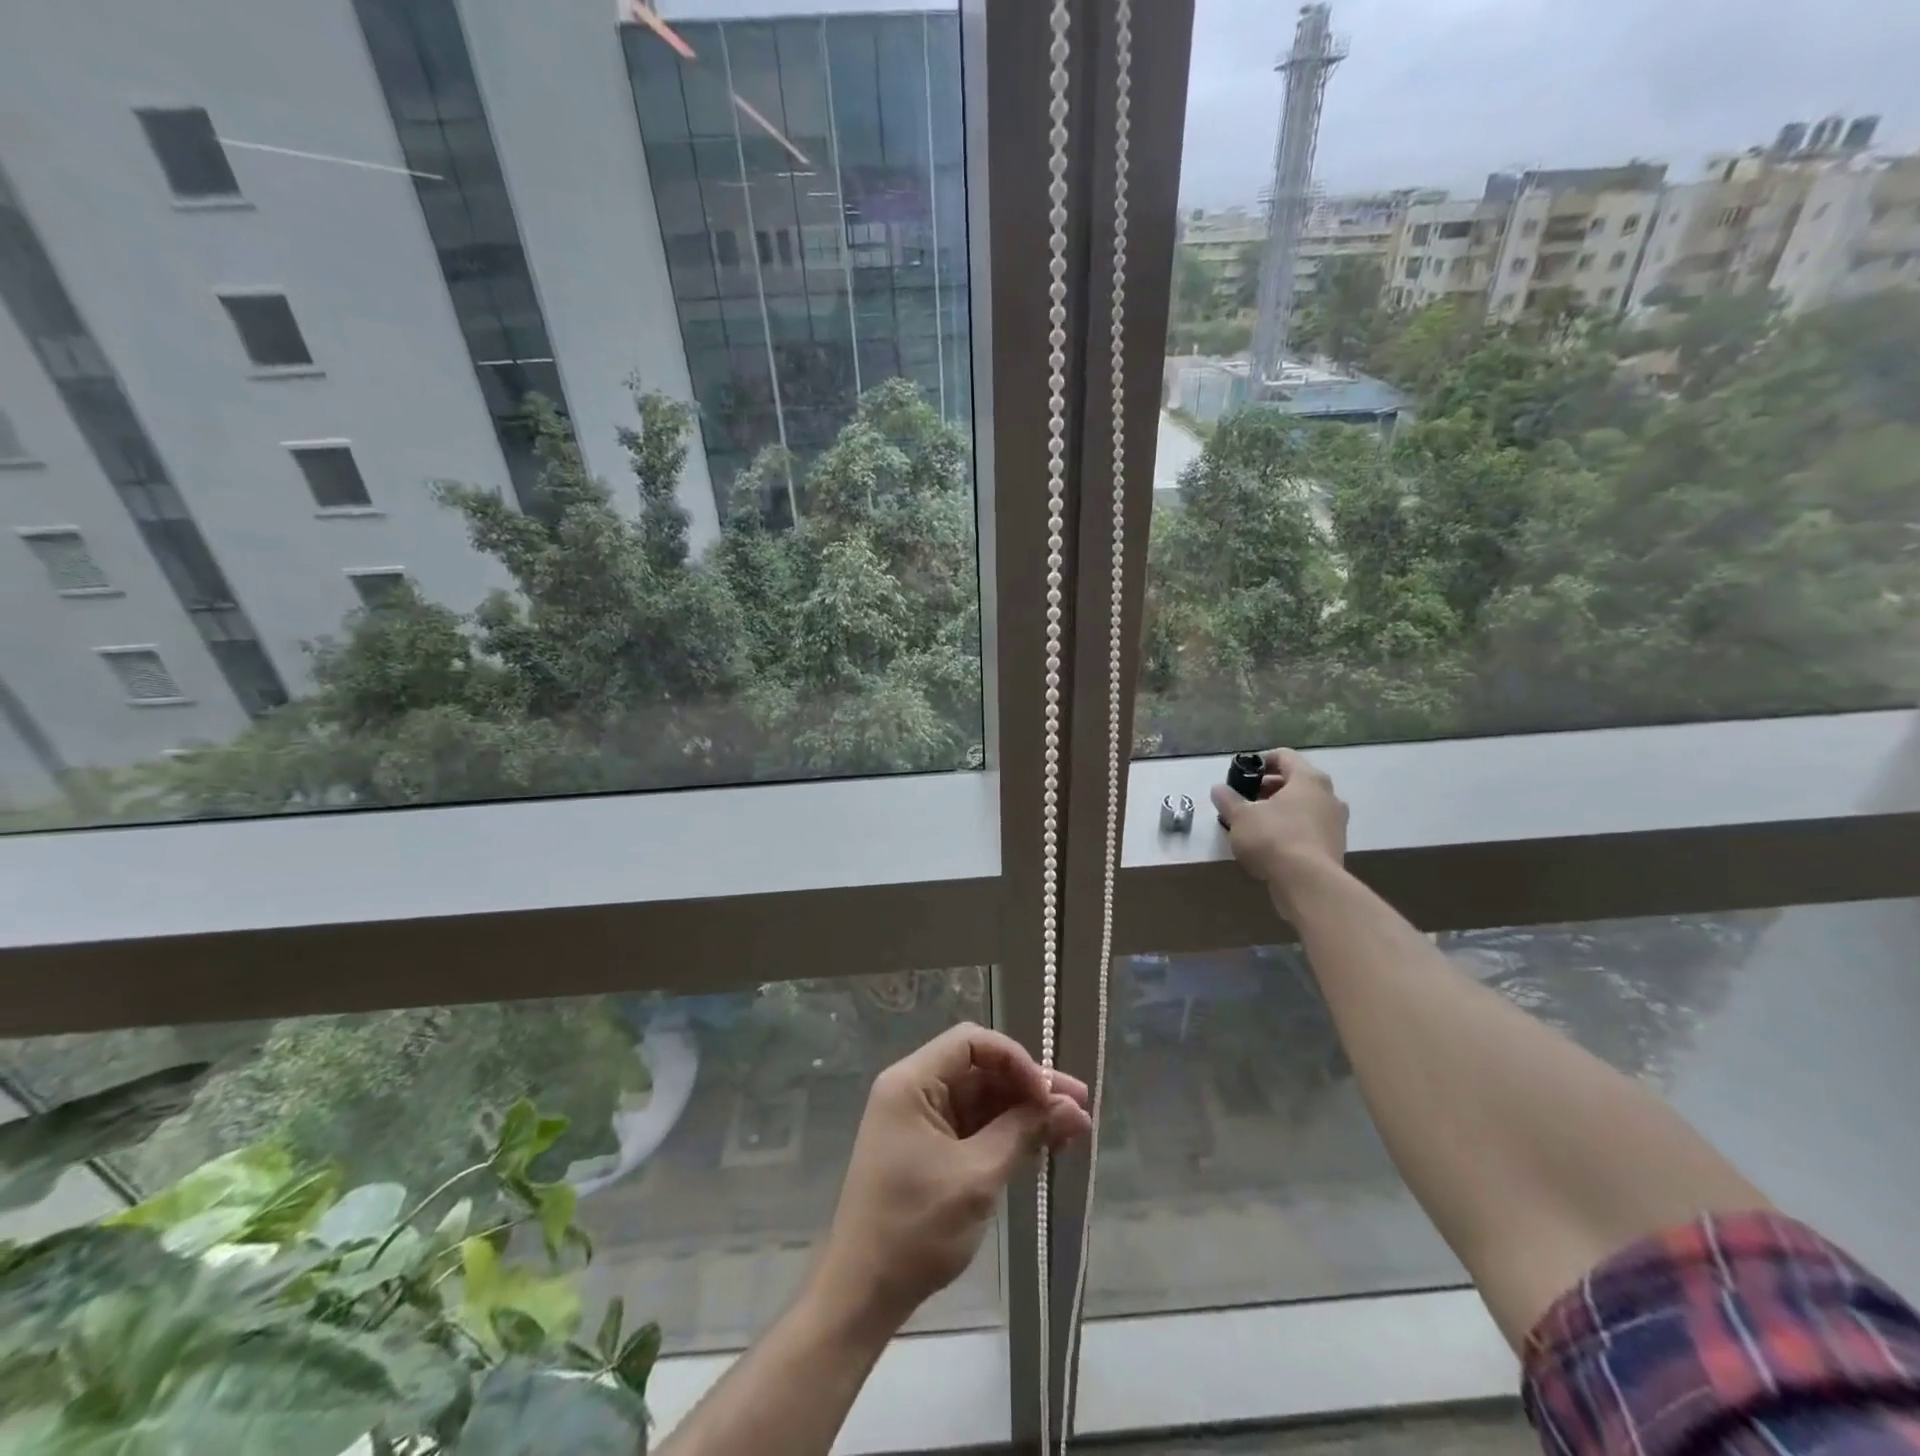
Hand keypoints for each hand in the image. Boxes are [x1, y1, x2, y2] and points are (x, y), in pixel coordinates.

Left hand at [811, 1024, 1090, 1336]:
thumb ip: (1024, 1133)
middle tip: (1079, 1108)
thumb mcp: (976, 1177)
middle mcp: (913, 1090)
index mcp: (911, 1082)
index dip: (1016, 1059)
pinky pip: (973, 1125)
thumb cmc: (915, 1228)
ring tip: (1070, 1131)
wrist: (862, 1293)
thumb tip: (1072, 1108)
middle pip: (979, 1069)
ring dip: (1023, 1112)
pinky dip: (1006, 1133)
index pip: (971, 1043)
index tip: (1048, 1094)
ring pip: (980, 1098)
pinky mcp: (927, 1149)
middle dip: (1029, 1087)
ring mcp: (919, 1120)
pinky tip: (1041, 1146)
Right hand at [1210, 748, 1348, 919]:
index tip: (1241, 774)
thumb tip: (1218, 789)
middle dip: (1267, 789)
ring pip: (1303, 806)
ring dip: (1279, 810)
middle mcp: (1328, 795)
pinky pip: (1309, 828)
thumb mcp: (1240, 816)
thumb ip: (1228, 799)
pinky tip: (1271, 845)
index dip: (1260, 761)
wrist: (1309, 883)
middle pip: (1294, 782)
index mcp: (1308, 779)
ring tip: (1254, 824)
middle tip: (1244, 801)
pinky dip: (1290, 829)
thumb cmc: (1273, 838)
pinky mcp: (1335, 846)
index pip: (1283, 756)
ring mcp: (1336, 822)